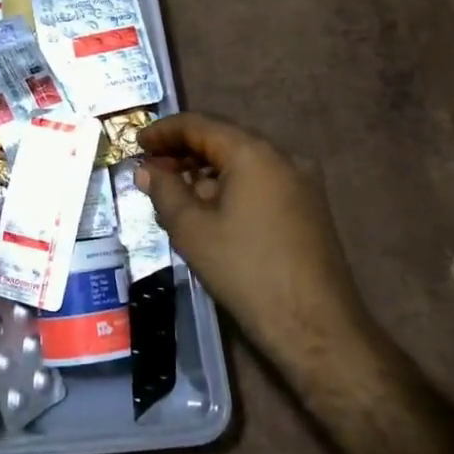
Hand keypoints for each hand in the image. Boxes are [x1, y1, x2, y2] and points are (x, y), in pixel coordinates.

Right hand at [138, 113, 371, 371]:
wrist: (317, 328)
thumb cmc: (247, 271)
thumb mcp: (192, 230)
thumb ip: (164, 191)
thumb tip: (147, 169)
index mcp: (253, 152)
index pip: (200, 125)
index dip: (163, 131)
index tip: (136, 143)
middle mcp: (282, 156)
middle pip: (223, 140)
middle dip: (183, 151)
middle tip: (150, 169)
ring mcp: (301, 182)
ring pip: (243, 162)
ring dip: (205, 171)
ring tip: (174, 191)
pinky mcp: (309, 207)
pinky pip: (260, 182)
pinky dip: (230, 186)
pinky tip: (209, 209)